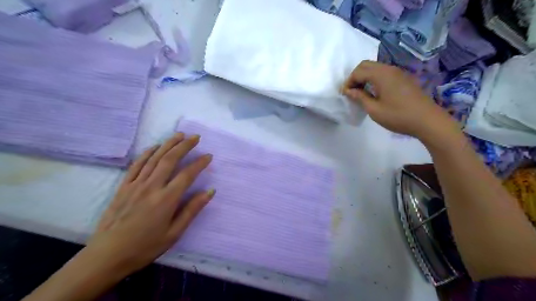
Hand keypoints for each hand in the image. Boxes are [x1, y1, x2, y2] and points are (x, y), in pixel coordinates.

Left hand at [85, 133, 211, 276]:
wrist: (107, 255)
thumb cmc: (145, 247)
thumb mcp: (174, 233)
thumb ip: (192, 210)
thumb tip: (210, 191)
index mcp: (166, 199)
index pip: (187, 175)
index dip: (200, 163)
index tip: (208, 156)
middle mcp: (152, 187)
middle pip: (170, 159)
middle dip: (184, 146)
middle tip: (195, 137)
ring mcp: (136, 185)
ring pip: (154, 158)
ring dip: (168, 144)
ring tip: (179, 135)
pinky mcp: (124, 186)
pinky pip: (137, 165)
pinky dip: (147, 153)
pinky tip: (155, 147)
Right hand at [341, 62, 457, 140]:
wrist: (427, 120)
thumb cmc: (398, 116)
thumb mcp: (374, 110)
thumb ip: (360, 97)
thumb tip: (349, 91)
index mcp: (381, 75)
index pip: (358, 71)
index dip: (349, 82)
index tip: (345, 95)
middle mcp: (389, 69)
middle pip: (366, 65)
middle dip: (355, 76)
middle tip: (351, 92)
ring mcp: (398, 73)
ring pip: (375, 68)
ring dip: (365, 77)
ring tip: (361, 93)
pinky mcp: (404, 78)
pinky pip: (384, 73)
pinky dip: (374, 79)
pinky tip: (374, 92)